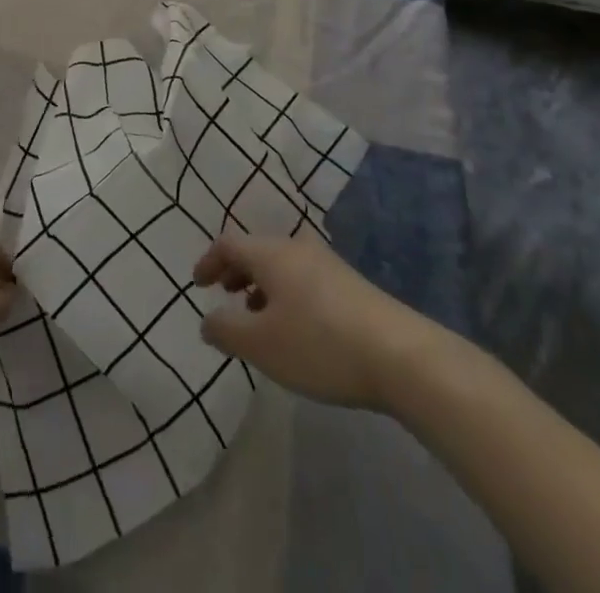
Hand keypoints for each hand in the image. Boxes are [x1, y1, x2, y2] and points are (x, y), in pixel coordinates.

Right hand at [193, 232, 414, 410]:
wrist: (401, 356)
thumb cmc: (320, 344)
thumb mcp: (262, 345)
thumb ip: (226, 330)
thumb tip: (207, 320)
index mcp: (271, 253)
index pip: (229, 243)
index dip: (209, 261)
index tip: (198, 285)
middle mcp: (297, 248)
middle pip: (257, 250)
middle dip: (236, 271)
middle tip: (224, 295)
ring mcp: (327, 264)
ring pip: (282, 265)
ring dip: (262, 285)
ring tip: (257, 316)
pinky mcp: (350, 285)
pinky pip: (303, 279)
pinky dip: (286, 294)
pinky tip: (296, 328)